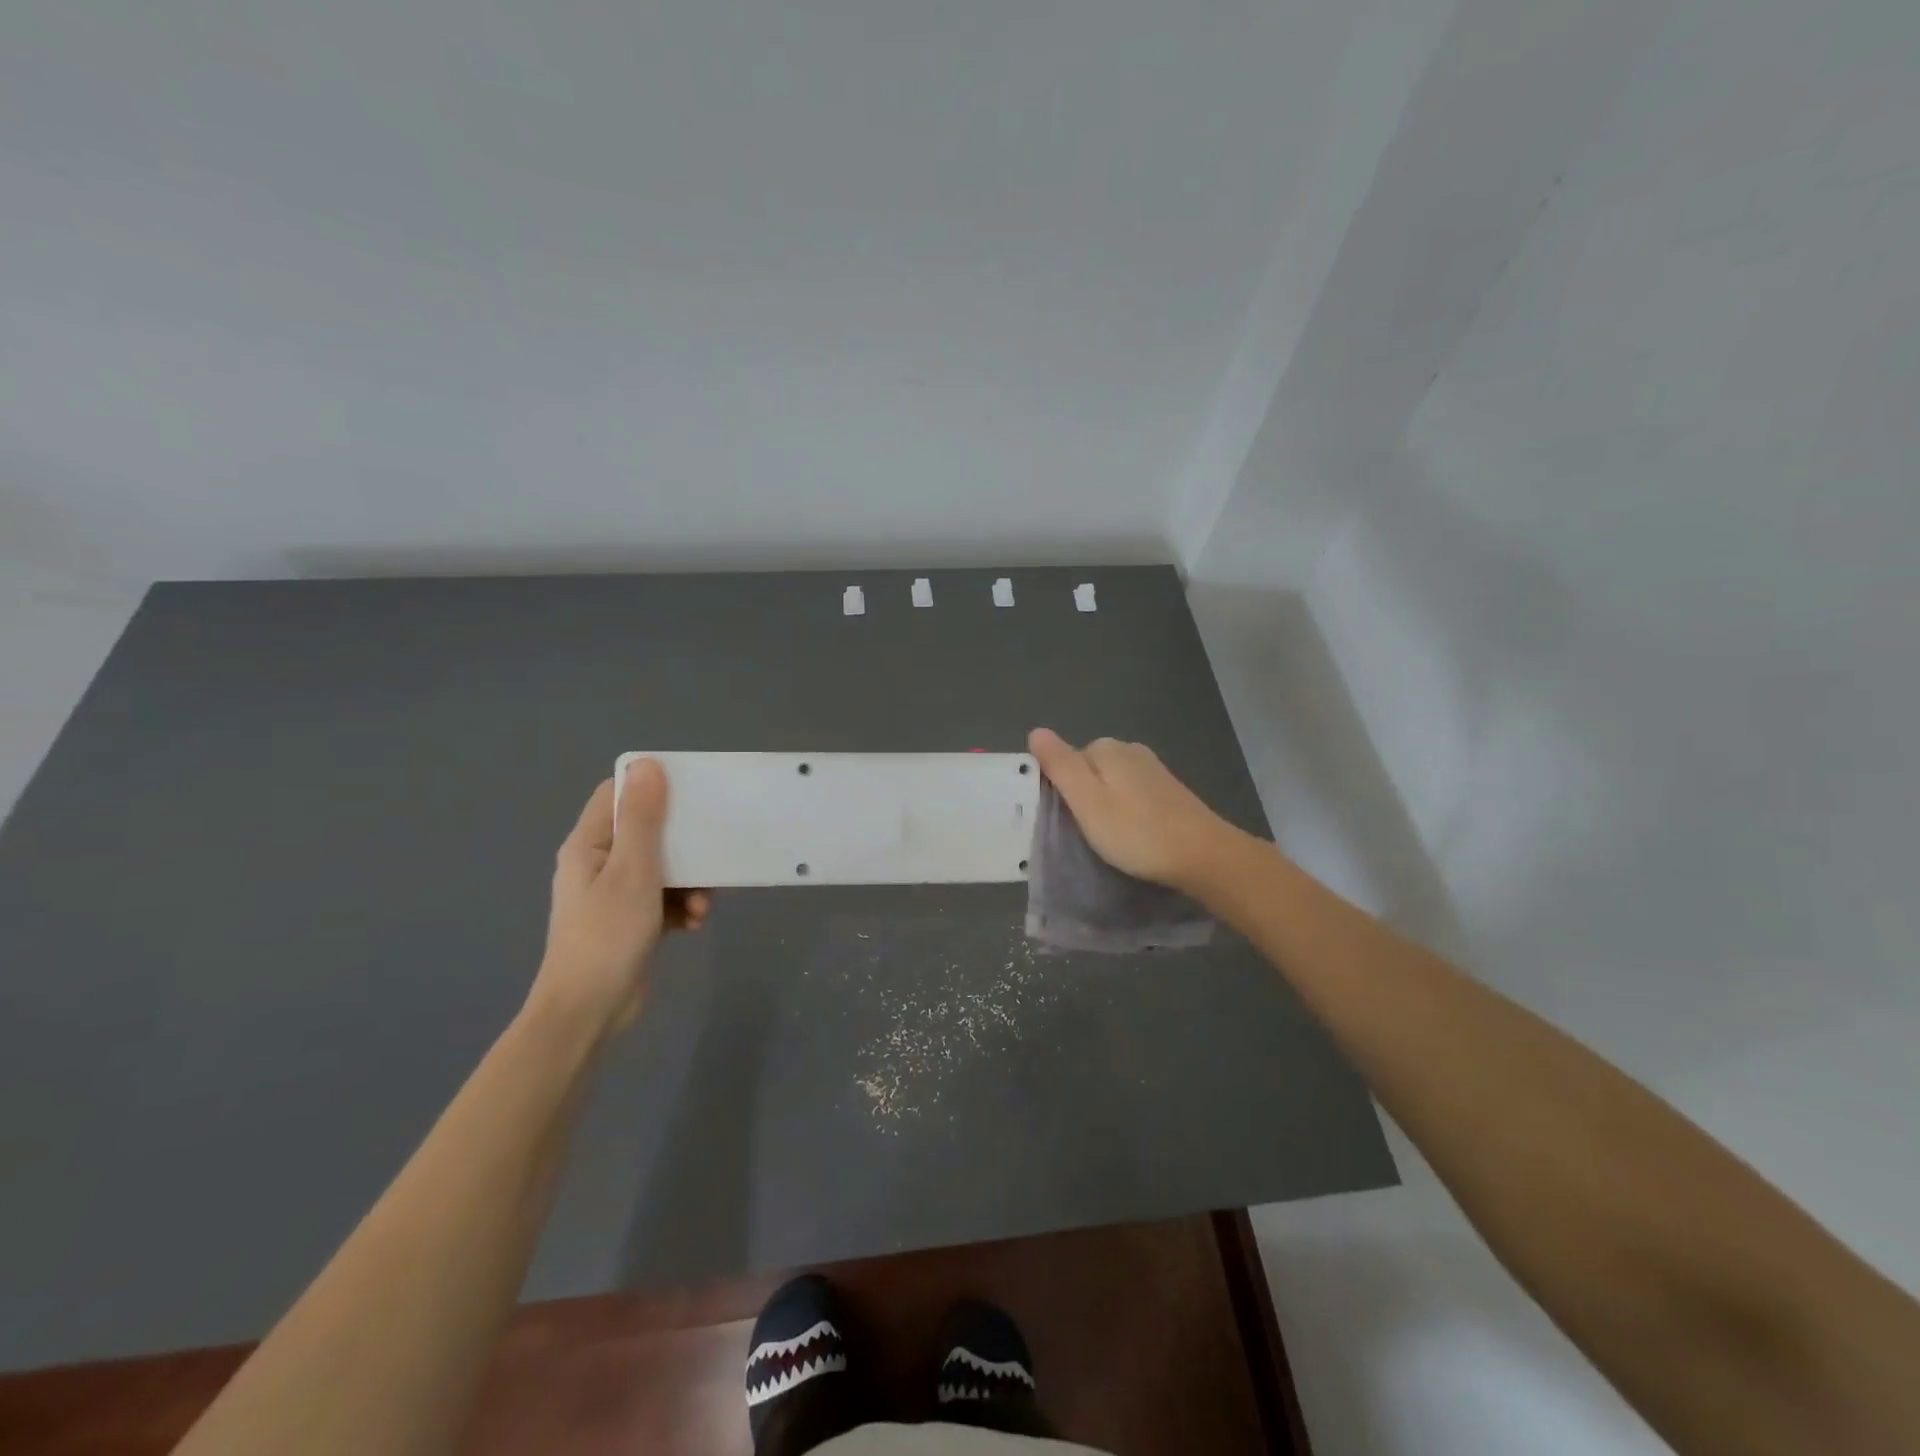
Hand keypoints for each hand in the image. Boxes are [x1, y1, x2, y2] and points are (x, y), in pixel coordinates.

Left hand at [530, 759, 709, 1035]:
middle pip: (646, 830)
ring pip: (662, 867)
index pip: (617, 795)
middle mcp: (598, 864)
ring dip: (689, 881)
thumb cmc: (607, 936)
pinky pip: (664, 898)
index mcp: (589, 845)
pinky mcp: (631, 920)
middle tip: (712, 847)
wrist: (588, 1014)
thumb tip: (647, 764)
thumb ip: (641, 818)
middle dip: (683, 842)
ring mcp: (614, 894)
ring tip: (704, 903)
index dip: (652, 787)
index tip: (691, 792)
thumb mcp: (633, 871)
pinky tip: (695, 923)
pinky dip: (682, 906)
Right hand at [1028, 728, 1239, 893]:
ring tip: (1107, 837)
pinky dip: (1125, 810)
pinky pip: (1131, 793)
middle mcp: (1130, 750)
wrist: (1202, 855)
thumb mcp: (1087, 800)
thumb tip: (1036, 730)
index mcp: (1106, 748)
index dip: (1059, 789)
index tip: (1063, 820)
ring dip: (1104, 805)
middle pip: (1089, 769)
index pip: (1065, 760)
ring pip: (1111, 782)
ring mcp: (1152, 769)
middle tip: (1084, 832)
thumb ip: (1060, 764)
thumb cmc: (1136, 831)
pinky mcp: (1168, 790)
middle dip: (1082, 796)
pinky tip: (1130, 832)